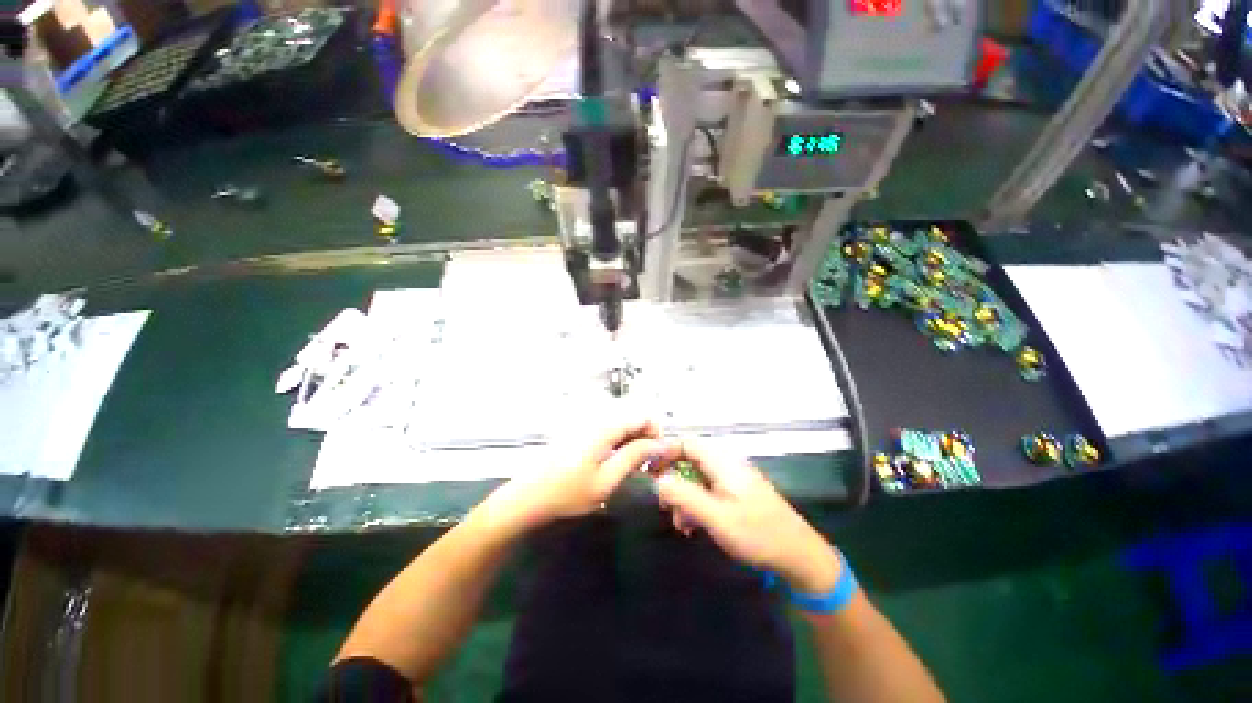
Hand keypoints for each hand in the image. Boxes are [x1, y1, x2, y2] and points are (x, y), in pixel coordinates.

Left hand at [490, 419, 663, 528]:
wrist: (528, 497)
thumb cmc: (567, 493)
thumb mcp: (605, 481)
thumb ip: (633, 458)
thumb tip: (659, 444)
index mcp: (603, 428)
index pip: (640, 416)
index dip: (656, 432)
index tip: (660, 455)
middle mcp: (596, 420)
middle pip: (631, 419)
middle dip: (645, 438)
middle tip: (649, 465)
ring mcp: (587, 425)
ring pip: (620, 426)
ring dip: (633, 442)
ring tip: (635, 467)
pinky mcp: (581, 433)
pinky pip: (608, 431)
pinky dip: (619, 444)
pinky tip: (617, 463)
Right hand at [651, 440, 842, 594]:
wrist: (798, 555)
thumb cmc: (756, 533)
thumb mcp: (716, 516)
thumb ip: (684, 495)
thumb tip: (657, 480)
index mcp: (722, 462)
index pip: (686, 443)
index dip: (665, 452)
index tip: (648, 472)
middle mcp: (726, 465)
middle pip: (689, 461)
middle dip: (673, 481)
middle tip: (663, 505)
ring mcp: (732, 480)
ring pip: (697, 479)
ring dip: (684, 498)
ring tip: (681, 524)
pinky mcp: (736, 495)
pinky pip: (708, 492)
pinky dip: (697, 505)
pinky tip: (694, 527)